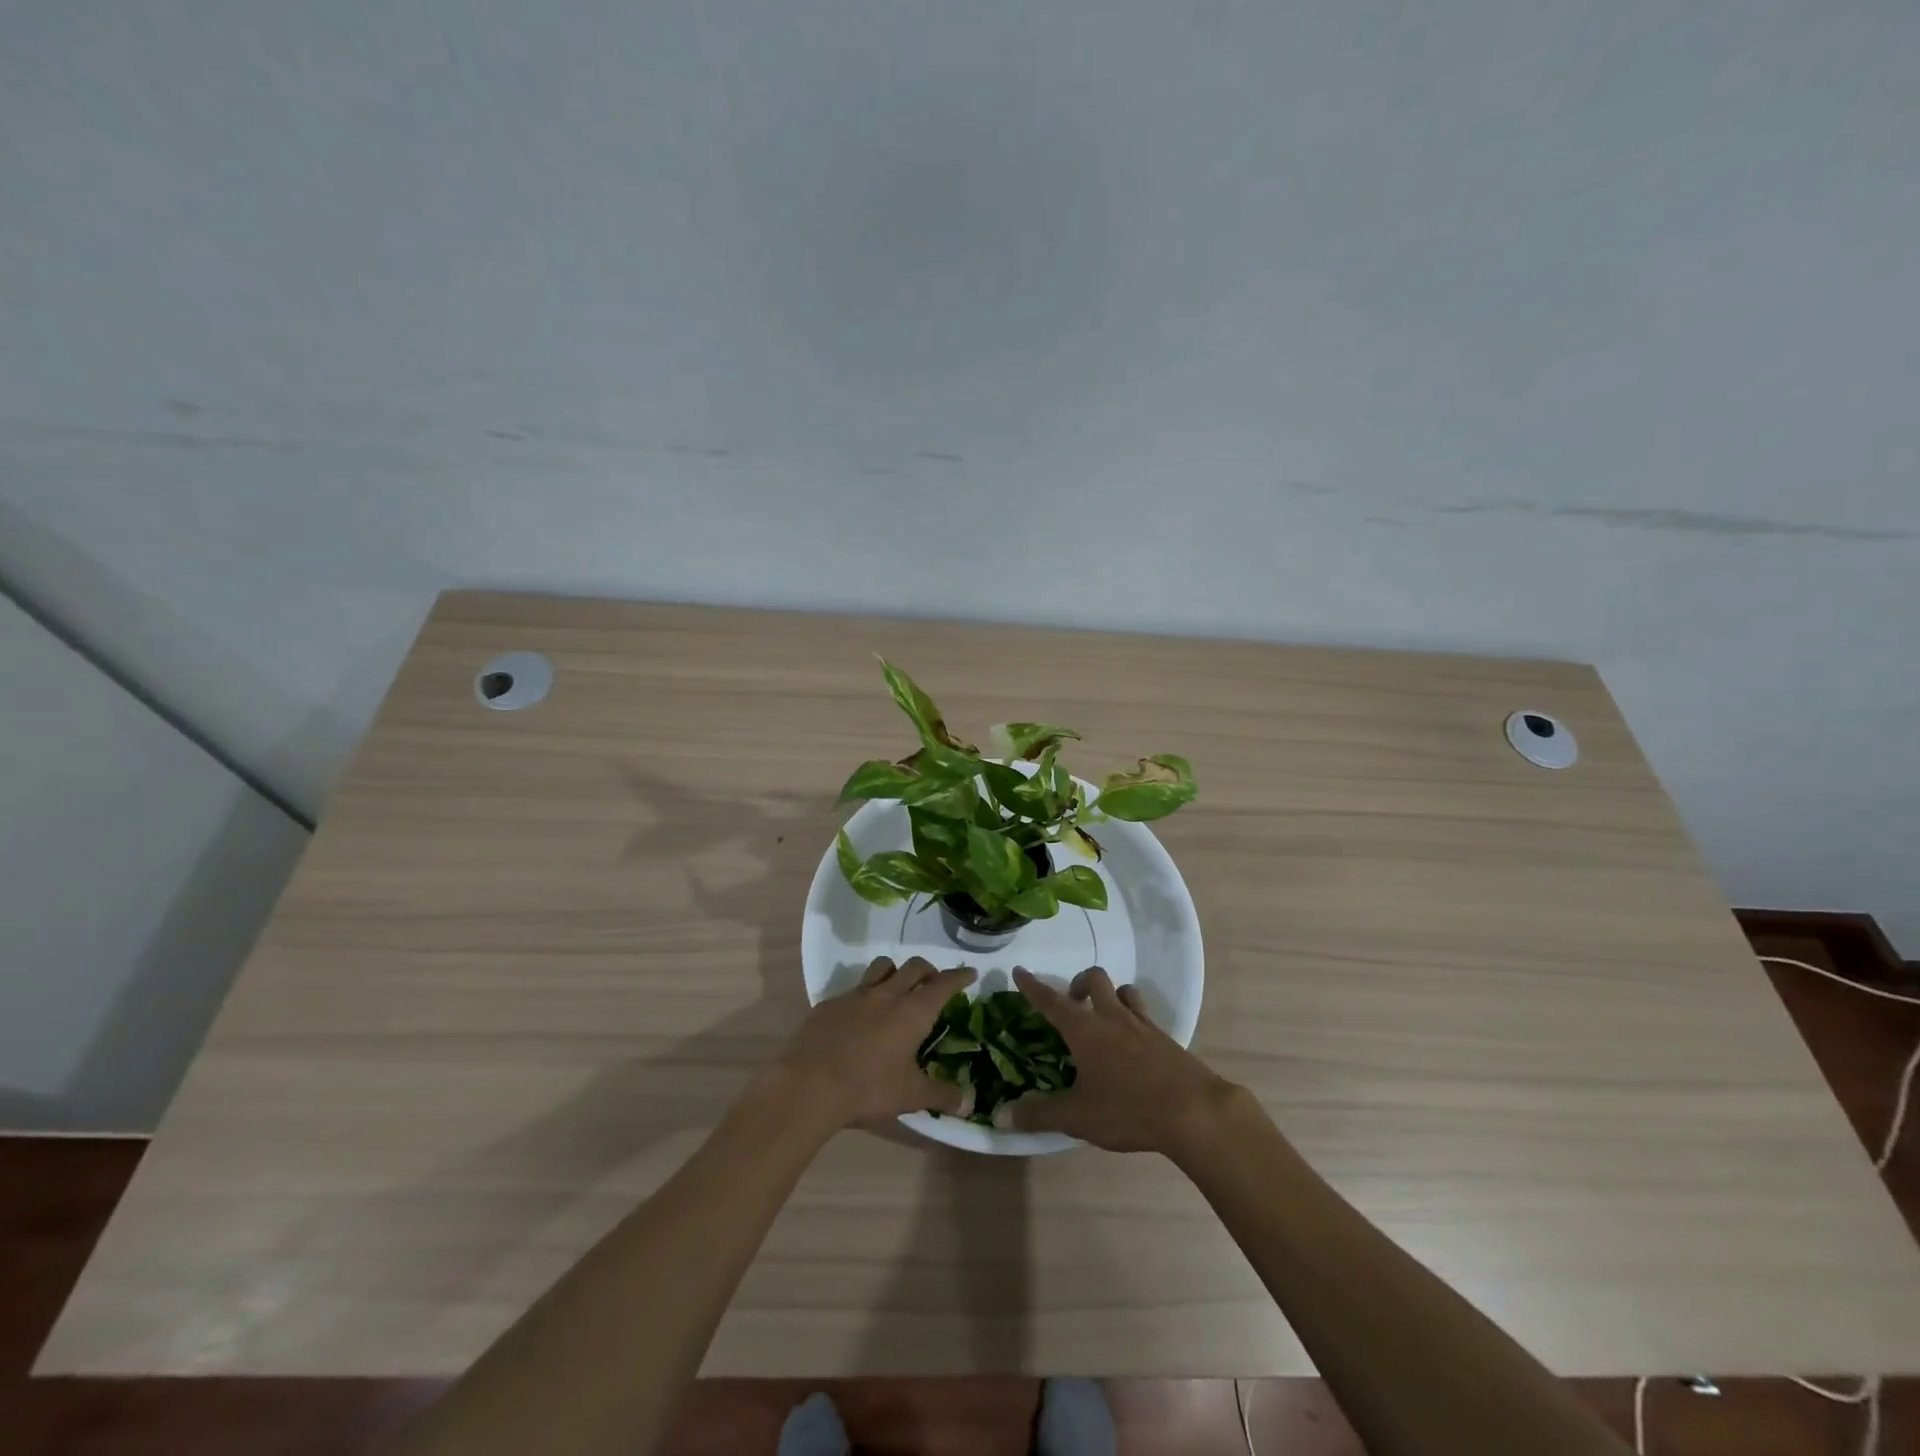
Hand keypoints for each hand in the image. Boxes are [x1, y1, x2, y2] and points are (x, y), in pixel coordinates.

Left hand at [775, 956, 976, 1131]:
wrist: (809, 1084)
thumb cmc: (868, 1088)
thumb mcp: (910, 1096)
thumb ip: (940, 1095)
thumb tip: (968, 1104)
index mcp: (913, 1011)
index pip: (943, 984)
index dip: (958, 977)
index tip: (969, 973)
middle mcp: (887, 994)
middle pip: (914, 967)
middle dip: (929, 970)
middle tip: (934, 982)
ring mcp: (856, 995)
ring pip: (882, 967)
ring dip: (895, 971)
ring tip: (898, 987)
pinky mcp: (830, 1004)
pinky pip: (853, 989)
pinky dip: (863, 995)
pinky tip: (859, 1015)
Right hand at [1005, 966, 1236, 1153]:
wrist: (1193, 1111)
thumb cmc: (1128, 1109)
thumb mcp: (1078, 1117)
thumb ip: (1040, 1115)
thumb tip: (1001, 1117)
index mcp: (1085, 1030)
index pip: (1052, 1000)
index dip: (1033, 986)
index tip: (1020, 971)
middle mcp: (1112, 1017)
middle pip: (1095, 979)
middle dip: (1079, 983)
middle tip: (1072, 1002)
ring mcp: (1143, 1025)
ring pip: (1124, 991)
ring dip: (1111, 995)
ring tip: (1104, 1017)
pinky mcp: (1167, 1039)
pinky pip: (1145, 1015)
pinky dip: (1133, 1019)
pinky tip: (1133, 1044)